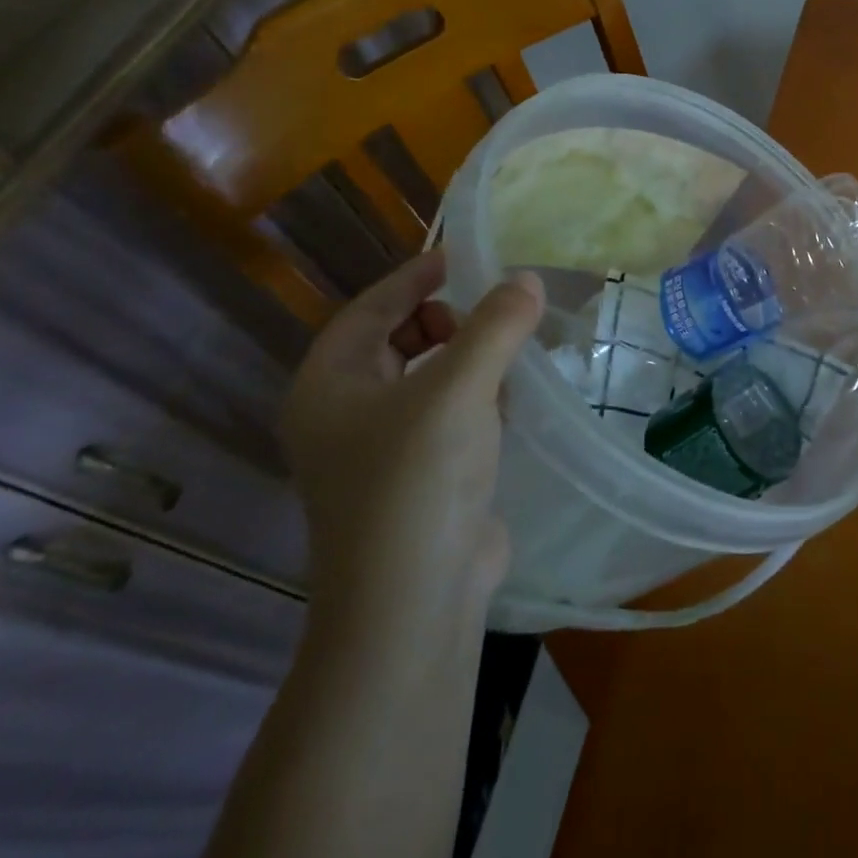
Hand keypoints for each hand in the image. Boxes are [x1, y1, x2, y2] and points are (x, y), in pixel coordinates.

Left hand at [278, 249, 543, 614]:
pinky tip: (510, 401)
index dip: (418, 276)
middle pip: (397, 339)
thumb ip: (496, 326)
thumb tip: (528, 280)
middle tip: (498, 311)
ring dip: (468, 358)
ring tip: (512, 351)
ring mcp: (380, 450)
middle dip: (449, 319)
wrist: (415, 601)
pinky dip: (476, 396)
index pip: (372, 308)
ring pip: (425, 377)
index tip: (467, 256)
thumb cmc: (419, 480)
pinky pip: (446, 413)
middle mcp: (344, 413)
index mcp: (330, 385)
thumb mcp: (459, 390)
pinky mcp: (418, 476)